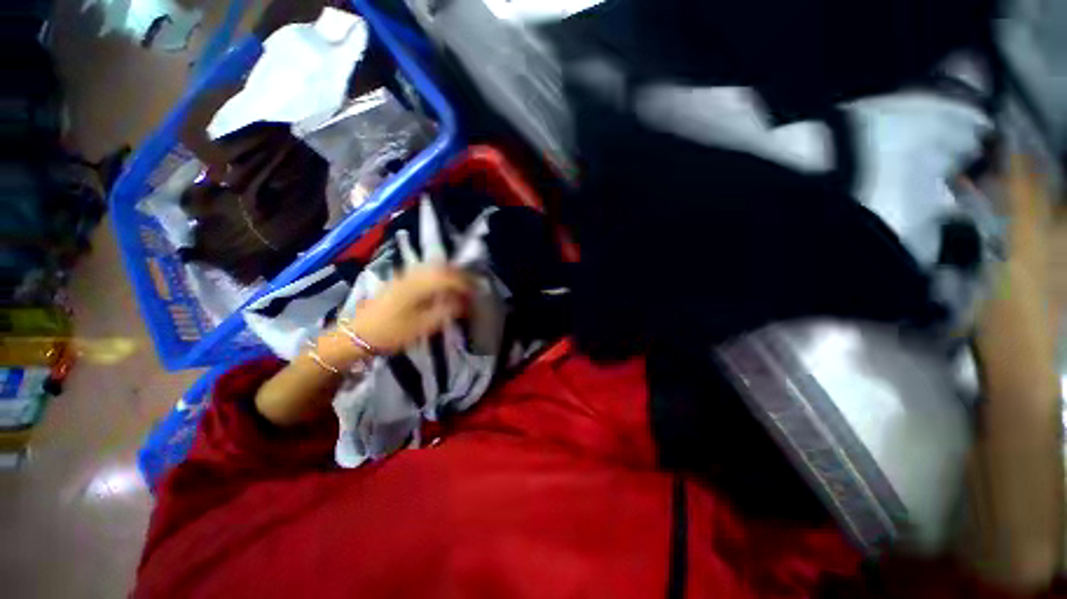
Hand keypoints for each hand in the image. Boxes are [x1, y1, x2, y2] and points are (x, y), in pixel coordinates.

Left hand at [348, 266, 472, 353]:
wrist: (357, 334)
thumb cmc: (390, 332)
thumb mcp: (421, 327)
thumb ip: (445, 312)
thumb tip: (463, 302)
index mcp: (418, 285)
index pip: (449, 277)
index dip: (466, 283)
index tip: (477, 292)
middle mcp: (412, 275)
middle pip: (442, 268)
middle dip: (460, 275)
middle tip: (472, 287)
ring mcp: (404, 276)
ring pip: (433, 268)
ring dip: (450, 274)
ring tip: (460, 287)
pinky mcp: (400, 281)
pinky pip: (425, 272)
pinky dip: (439, 276)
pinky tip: (442, 287)